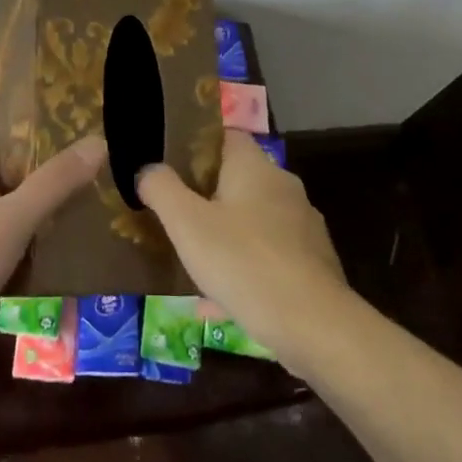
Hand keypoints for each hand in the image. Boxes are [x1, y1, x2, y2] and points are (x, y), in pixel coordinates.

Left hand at [0, 132, 104, 352]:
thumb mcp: (16, 216)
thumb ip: (55, 182)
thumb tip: (98, 142)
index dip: (2, 138)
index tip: (37, 137)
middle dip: (18, 177)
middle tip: (61, 177)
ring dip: (17, 217)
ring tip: (58, 217)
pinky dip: (12, 255)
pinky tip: (38, 264)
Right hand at [138, 128, 348, 364]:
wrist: (314, 325)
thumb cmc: (243, 262)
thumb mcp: (187, 224)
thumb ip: (161, 189)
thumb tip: (147, 169)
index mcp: (254, 166)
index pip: (226, 136)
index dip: (197, 147)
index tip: (171, 167)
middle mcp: (283, 186)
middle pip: (238, 180)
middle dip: (207, 197)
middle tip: (176, 217)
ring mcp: (303, 225)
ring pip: (253, 221)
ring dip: (225, 237)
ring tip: (194, 263)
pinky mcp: (313, 263)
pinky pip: (268, 257)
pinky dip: (245, 269)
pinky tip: (221, 303)